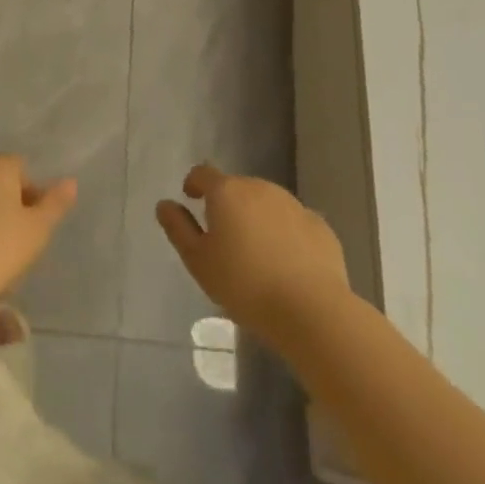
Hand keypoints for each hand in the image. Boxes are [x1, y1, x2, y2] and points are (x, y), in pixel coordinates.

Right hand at [157, 164, 349, 342]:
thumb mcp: (198, 261)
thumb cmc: (244, 285)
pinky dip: (285, 234)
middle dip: (228, 205)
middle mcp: (260, 187)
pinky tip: (286, 263)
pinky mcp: (319, 226)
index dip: (194, 183)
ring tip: (256, 254)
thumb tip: (165, 204)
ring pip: (267, 204)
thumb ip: (178, 228)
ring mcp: (293, 204)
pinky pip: (294, 223)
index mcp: (227, 192)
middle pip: (237, 188)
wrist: (310, 310)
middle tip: (224, 239)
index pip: (203, 173)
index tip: (191, 198)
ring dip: (257, 218)